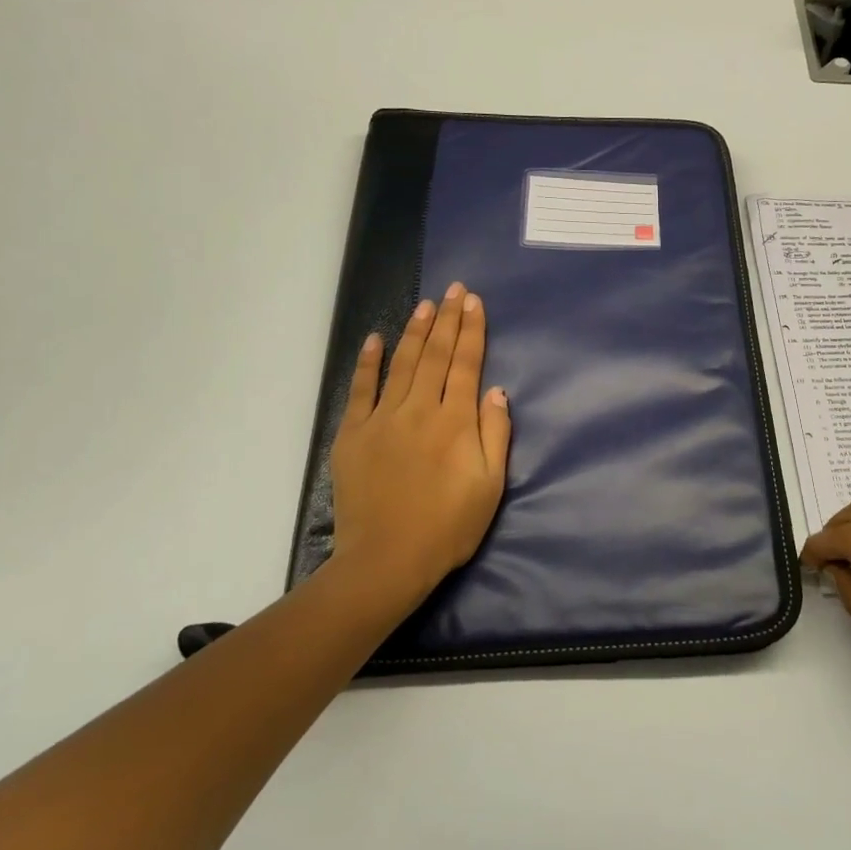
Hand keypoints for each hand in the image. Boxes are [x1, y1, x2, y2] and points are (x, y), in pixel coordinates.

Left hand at [324, 283, 511, 618]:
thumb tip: (496, 391)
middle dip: (448, 319)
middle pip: (437, 356)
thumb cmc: (448, 527)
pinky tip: (375, 339)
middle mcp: (420, 410)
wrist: (387, 560)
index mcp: (455, 422)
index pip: (467, 364)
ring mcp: (382, 419)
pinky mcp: (353, 435)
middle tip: (454, 289)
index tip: (474, 302)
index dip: (472, 331)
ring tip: (426, 304)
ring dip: (416, 331)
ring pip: (402, 364)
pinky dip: (368, 362)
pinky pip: (361, 389)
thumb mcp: (490, 486)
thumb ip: (496, 435)